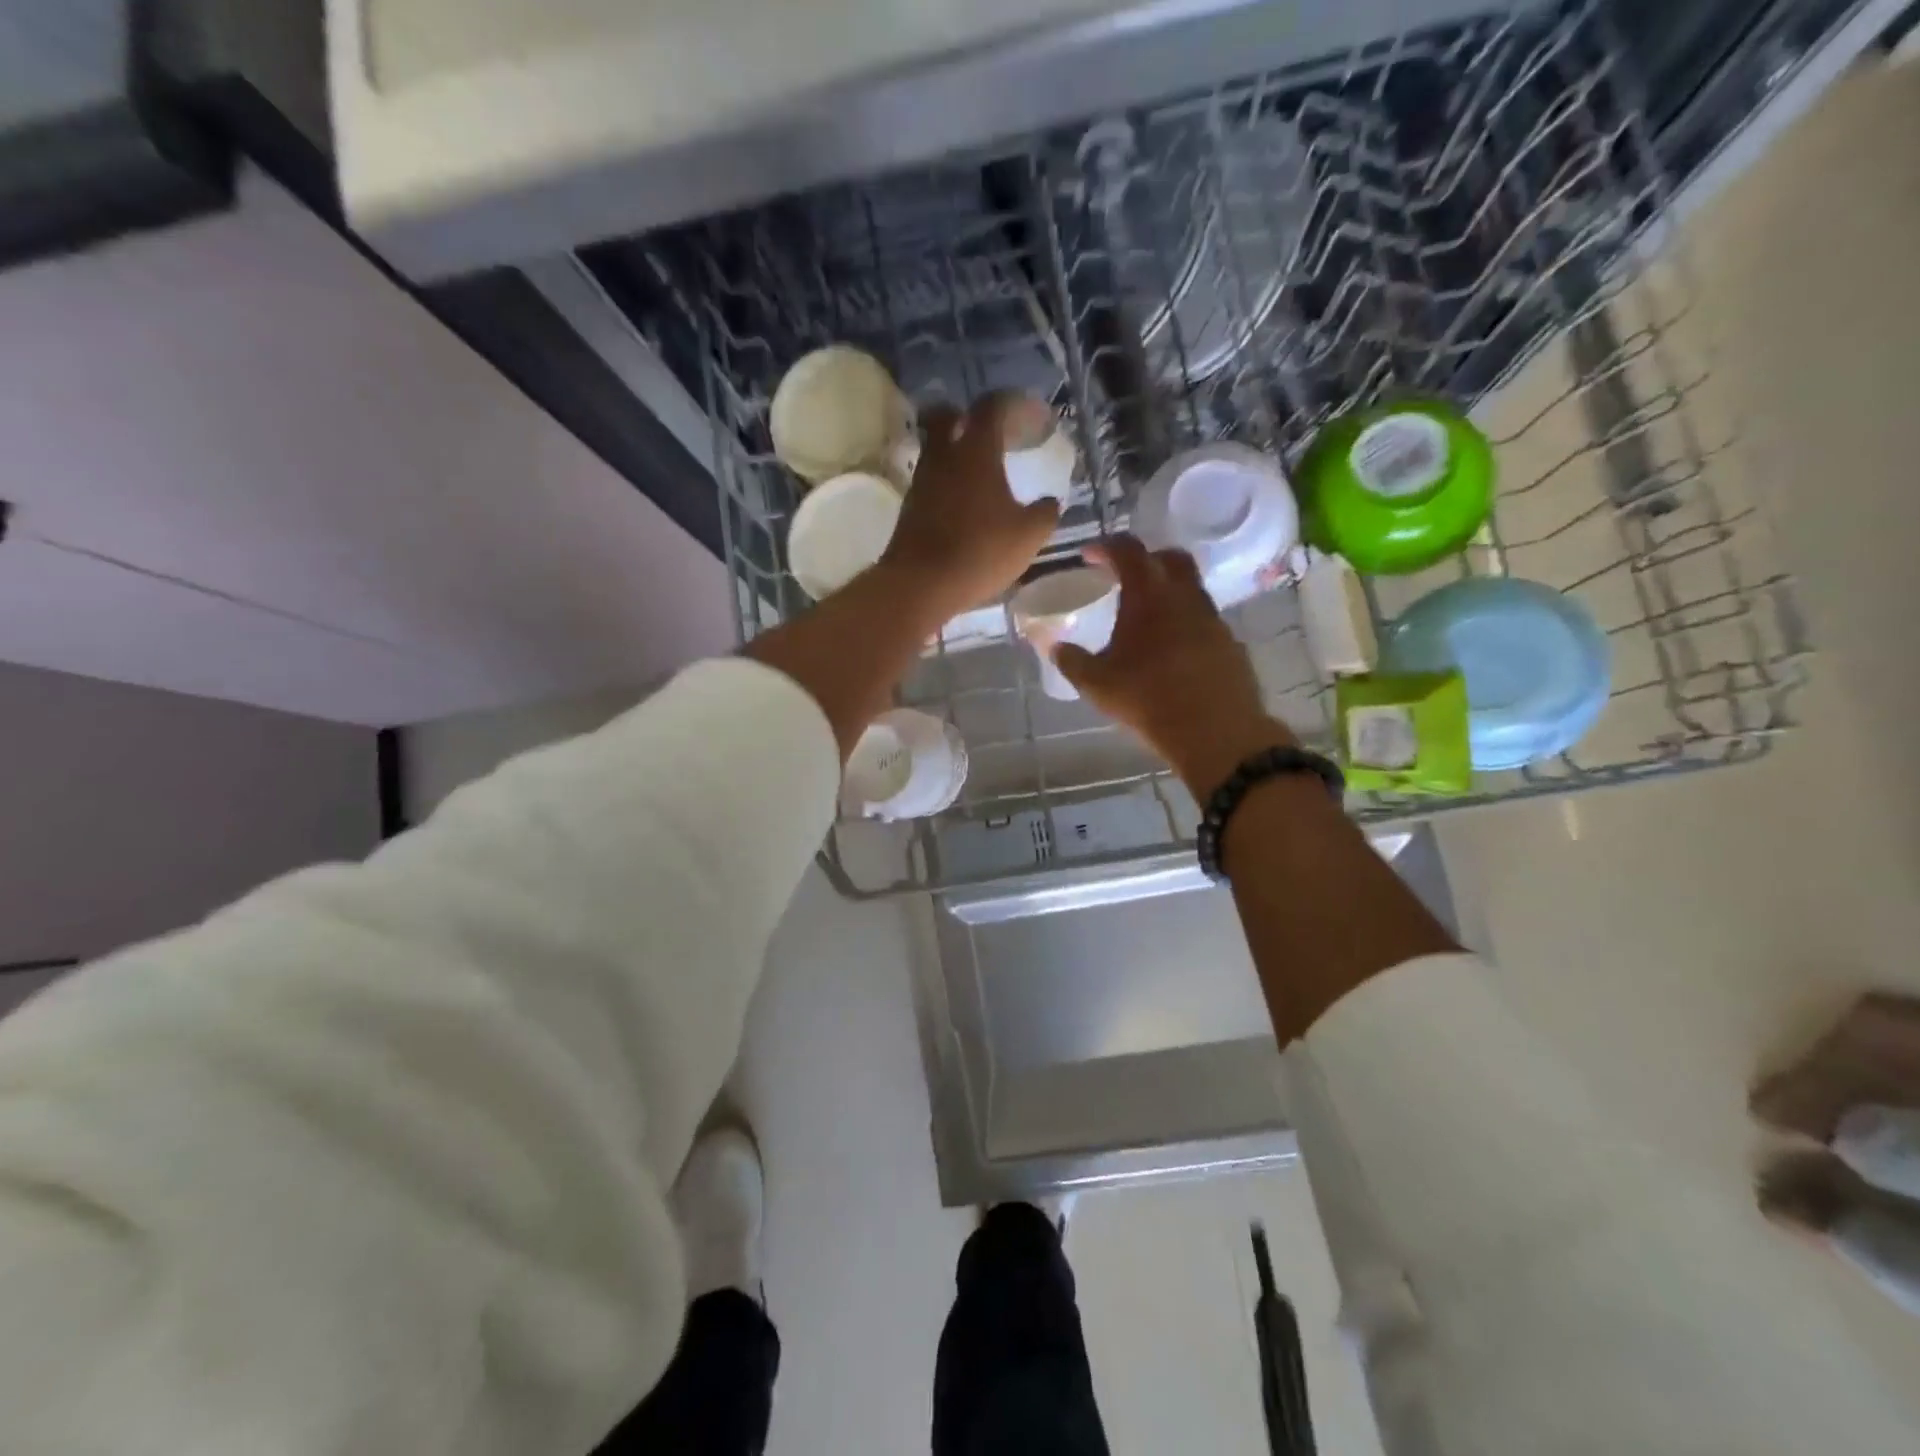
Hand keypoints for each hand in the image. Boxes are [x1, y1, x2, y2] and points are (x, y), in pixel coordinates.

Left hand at [880, 394, 1061, 617]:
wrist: (920, 584)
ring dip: (956, 452)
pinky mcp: (910, 507)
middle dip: (969, 417)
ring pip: (936, 449)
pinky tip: (965, 503)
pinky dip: (948, 482)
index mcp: (976, 451)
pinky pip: (931, 480)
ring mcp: (922, 481)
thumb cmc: (980, 552)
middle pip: (948, 416)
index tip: (1028, 416)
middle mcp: (943, 456)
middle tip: (992, 434)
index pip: (991, 407)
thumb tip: (1051, 502)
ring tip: (981, 473)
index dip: (1011, 404)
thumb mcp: (1028, 536)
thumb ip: (1045, 513)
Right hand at [1054, 535, 1296, 796]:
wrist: (1214, 731)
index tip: (1090, 556)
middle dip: (1146, 559)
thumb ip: (1071, 661)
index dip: (1107, 547)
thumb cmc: (1148, 699)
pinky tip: (1171, 650)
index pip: (1128, 551)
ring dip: (1168, 593)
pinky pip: (1203, 620)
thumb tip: (1055, 647)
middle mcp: (1185, 596)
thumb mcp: (1096, 684)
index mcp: (1149, 595)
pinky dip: (1184, 622)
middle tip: (1125, 576)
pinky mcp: (1229, 644)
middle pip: (1170, 558)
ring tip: (1146, 618)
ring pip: (1190, 590)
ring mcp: (1212, 619)